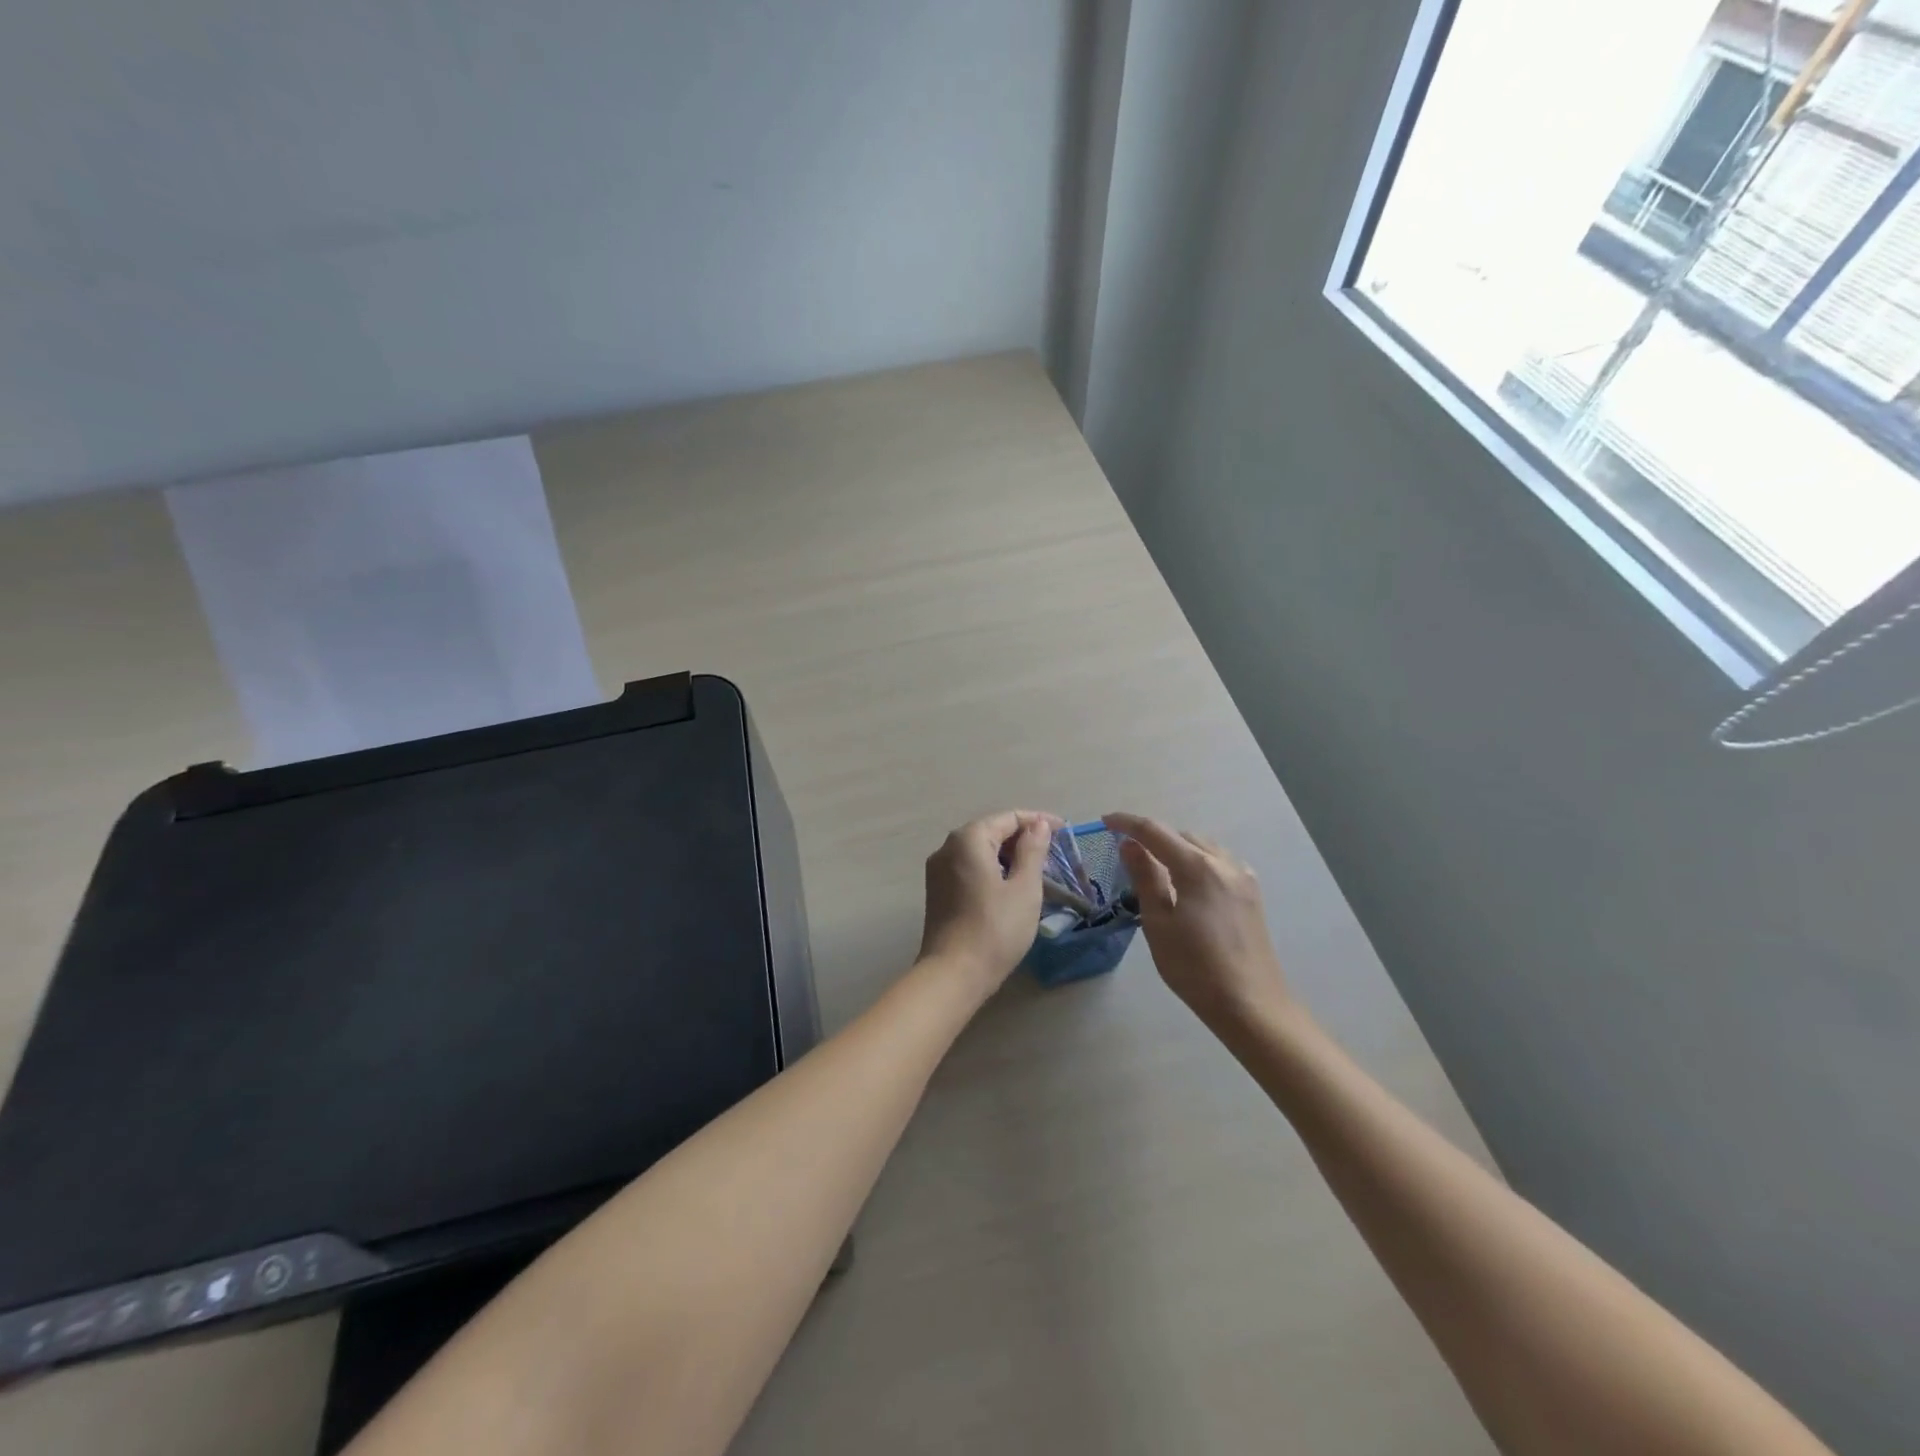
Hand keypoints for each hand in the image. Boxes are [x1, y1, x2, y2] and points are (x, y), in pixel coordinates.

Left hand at [918, 810, 1059, 992]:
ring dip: (1007, 854)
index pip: (1008, 818)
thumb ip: (1033, 851)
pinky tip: (1010, 884)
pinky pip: (969, 867)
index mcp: (968, 839)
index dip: (1038, 821)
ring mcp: (938, 870)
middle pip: (991, 830)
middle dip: (1022, 837)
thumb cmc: (995, 928)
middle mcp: (947, 847)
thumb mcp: (1024, 888)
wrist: (953, 974)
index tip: (1064, 830)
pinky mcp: (937, 891)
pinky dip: (992, 869)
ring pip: (979, 850)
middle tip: (1053, 852)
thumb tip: (1037, 825)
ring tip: (1036, 868)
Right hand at [1103, 813, 1296, 1033]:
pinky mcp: (1251, 893)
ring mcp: (1243, 877)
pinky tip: (1188, 883)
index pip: (1155, 831)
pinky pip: (1219, 862)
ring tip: (1156, 867)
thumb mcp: (1158, 923)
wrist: (1250, 1004)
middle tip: (1127, 853)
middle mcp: (1224, 863)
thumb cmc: (1195, 968)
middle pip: (1181, 835)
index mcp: (1197, 868)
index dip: (1127, 823)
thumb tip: (1129, 845)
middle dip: (1153, 837)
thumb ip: (1145, 878)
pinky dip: (1198, 861)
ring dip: (1176, 848)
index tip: (1105, 822)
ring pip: (1203, 847)